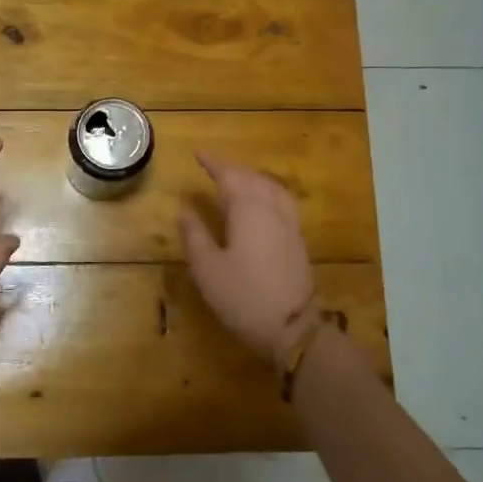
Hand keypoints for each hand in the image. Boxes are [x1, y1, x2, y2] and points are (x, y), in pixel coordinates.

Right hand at [180, 153, 316, 362]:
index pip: (229, 176)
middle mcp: (272, 209)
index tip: (198, 154)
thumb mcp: (207, 268)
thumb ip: (195, 234)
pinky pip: (282, 202)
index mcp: (248, 210)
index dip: (213, 163)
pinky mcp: (297, 240)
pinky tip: (262, 203)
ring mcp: (289, 224)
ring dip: (252, 178)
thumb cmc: (242, 296)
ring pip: (272, 188)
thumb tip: (185, 209)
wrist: (291, 327)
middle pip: (252, 178)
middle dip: (232, 169)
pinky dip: (267, 192)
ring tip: (237, 180)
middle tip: (213, 166)